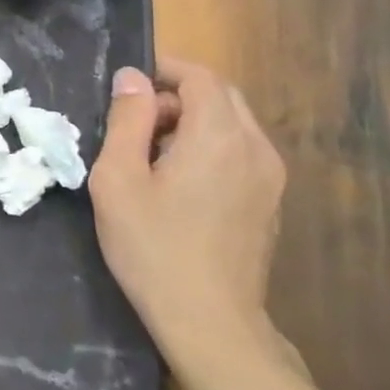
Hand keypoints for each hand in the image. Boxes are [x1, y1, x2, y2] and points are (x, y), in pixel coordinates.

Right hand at [88, 57, 286, 370]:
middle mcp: (256, 148)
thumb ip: (126, 120)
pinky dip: (211, 147)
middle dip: (177, 95)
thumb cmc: (152, 245)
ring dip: (194, 121)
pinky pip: (242, 152)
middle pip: (222, 96)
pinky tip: (180, 183)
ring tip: (152, 154)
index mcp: (219, 136)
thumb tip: (131, 78)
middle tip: (135, 122)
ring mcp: (271, 178)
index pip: (201, 77)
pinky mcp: (271, 202)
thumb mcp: (118, 178)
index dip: (164, 69)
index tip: (128, 84)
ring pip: (234, 124)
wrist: (209, 320)